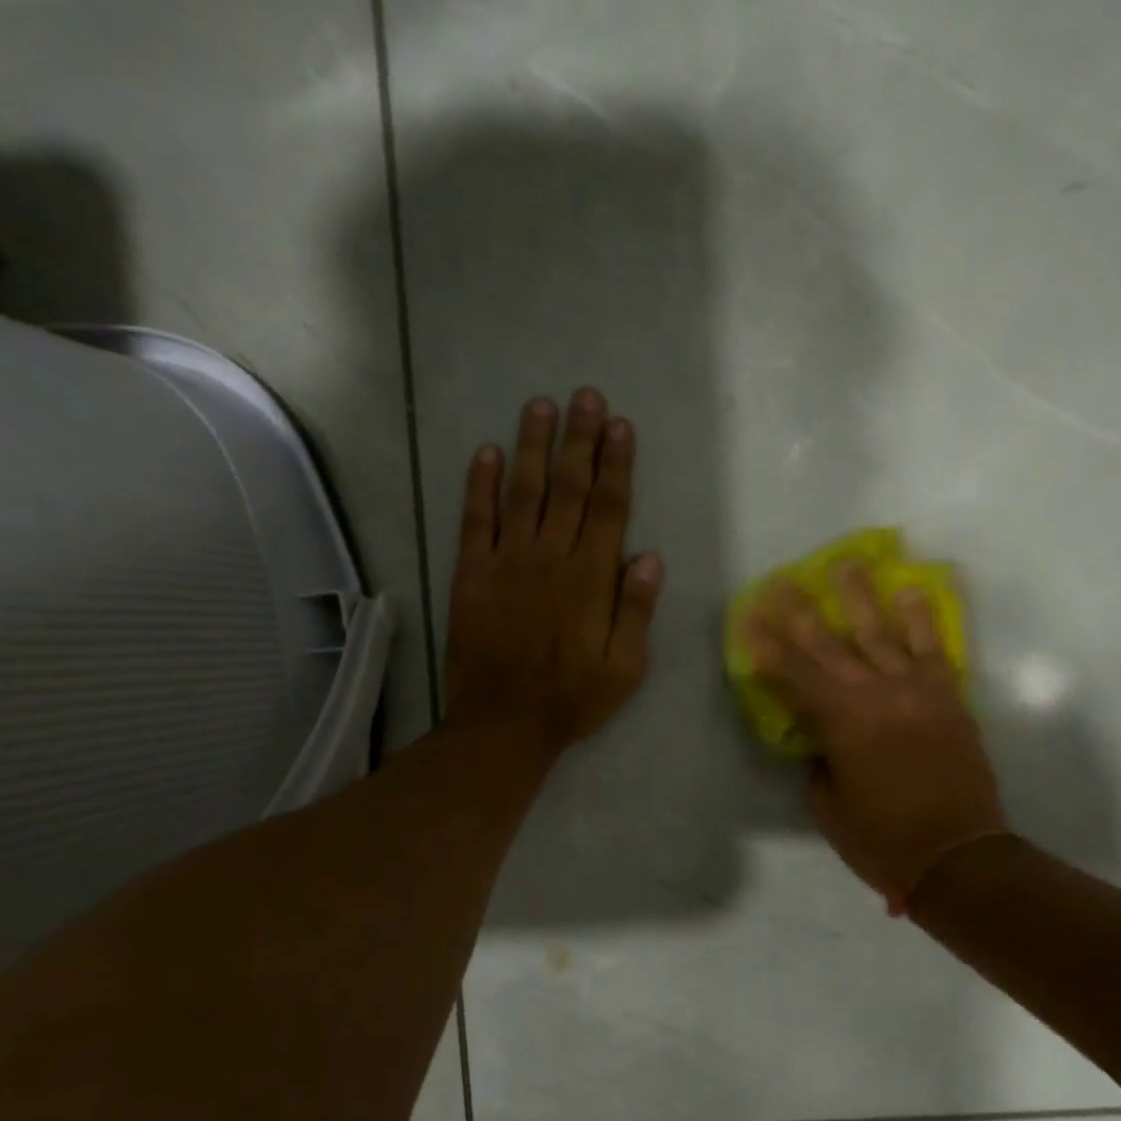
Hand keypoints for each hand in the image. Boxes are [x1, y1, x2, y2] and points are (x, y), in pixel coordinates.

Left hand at [443, 388, 663, 754]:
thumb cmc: (572, 699)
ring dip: (532, 446)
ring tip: (541, 406)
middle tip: (586, 397)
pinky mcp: (471, 573)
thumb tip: (649, 558)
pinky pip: (475, 519)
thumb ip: (636, 612)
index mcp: (591, 579)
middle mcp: (551, 557)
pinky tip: (485, 452)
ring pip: (523, 491)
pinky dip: (479, 484)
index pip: (609, 508)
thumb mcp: (625, 668)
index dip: (616, 465)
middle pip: (569, 487)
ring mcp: (507, 561)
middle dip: (580, 439)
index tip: (621, 426)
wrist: (503, 723)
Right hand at [743, 565, 1007, 908]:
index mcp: (840, 724)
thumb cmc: (882, 839)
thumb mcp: (828, 805)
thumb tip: (819, 734)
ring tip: (845, 563)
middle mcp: (874, 694)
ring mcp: (915, 690)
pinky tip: (909, 591)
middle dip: (799, 610)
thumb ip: (819, 759)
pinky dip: (920, 618)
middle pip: (828, 644)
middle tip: (782, 579)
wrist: (958, 854)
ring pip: (880, 632)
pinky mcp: (947, 696)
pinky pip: (932, 647)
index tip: (748, 616)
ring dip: (859, 596)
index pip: (791, 675)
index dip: (765, 646)